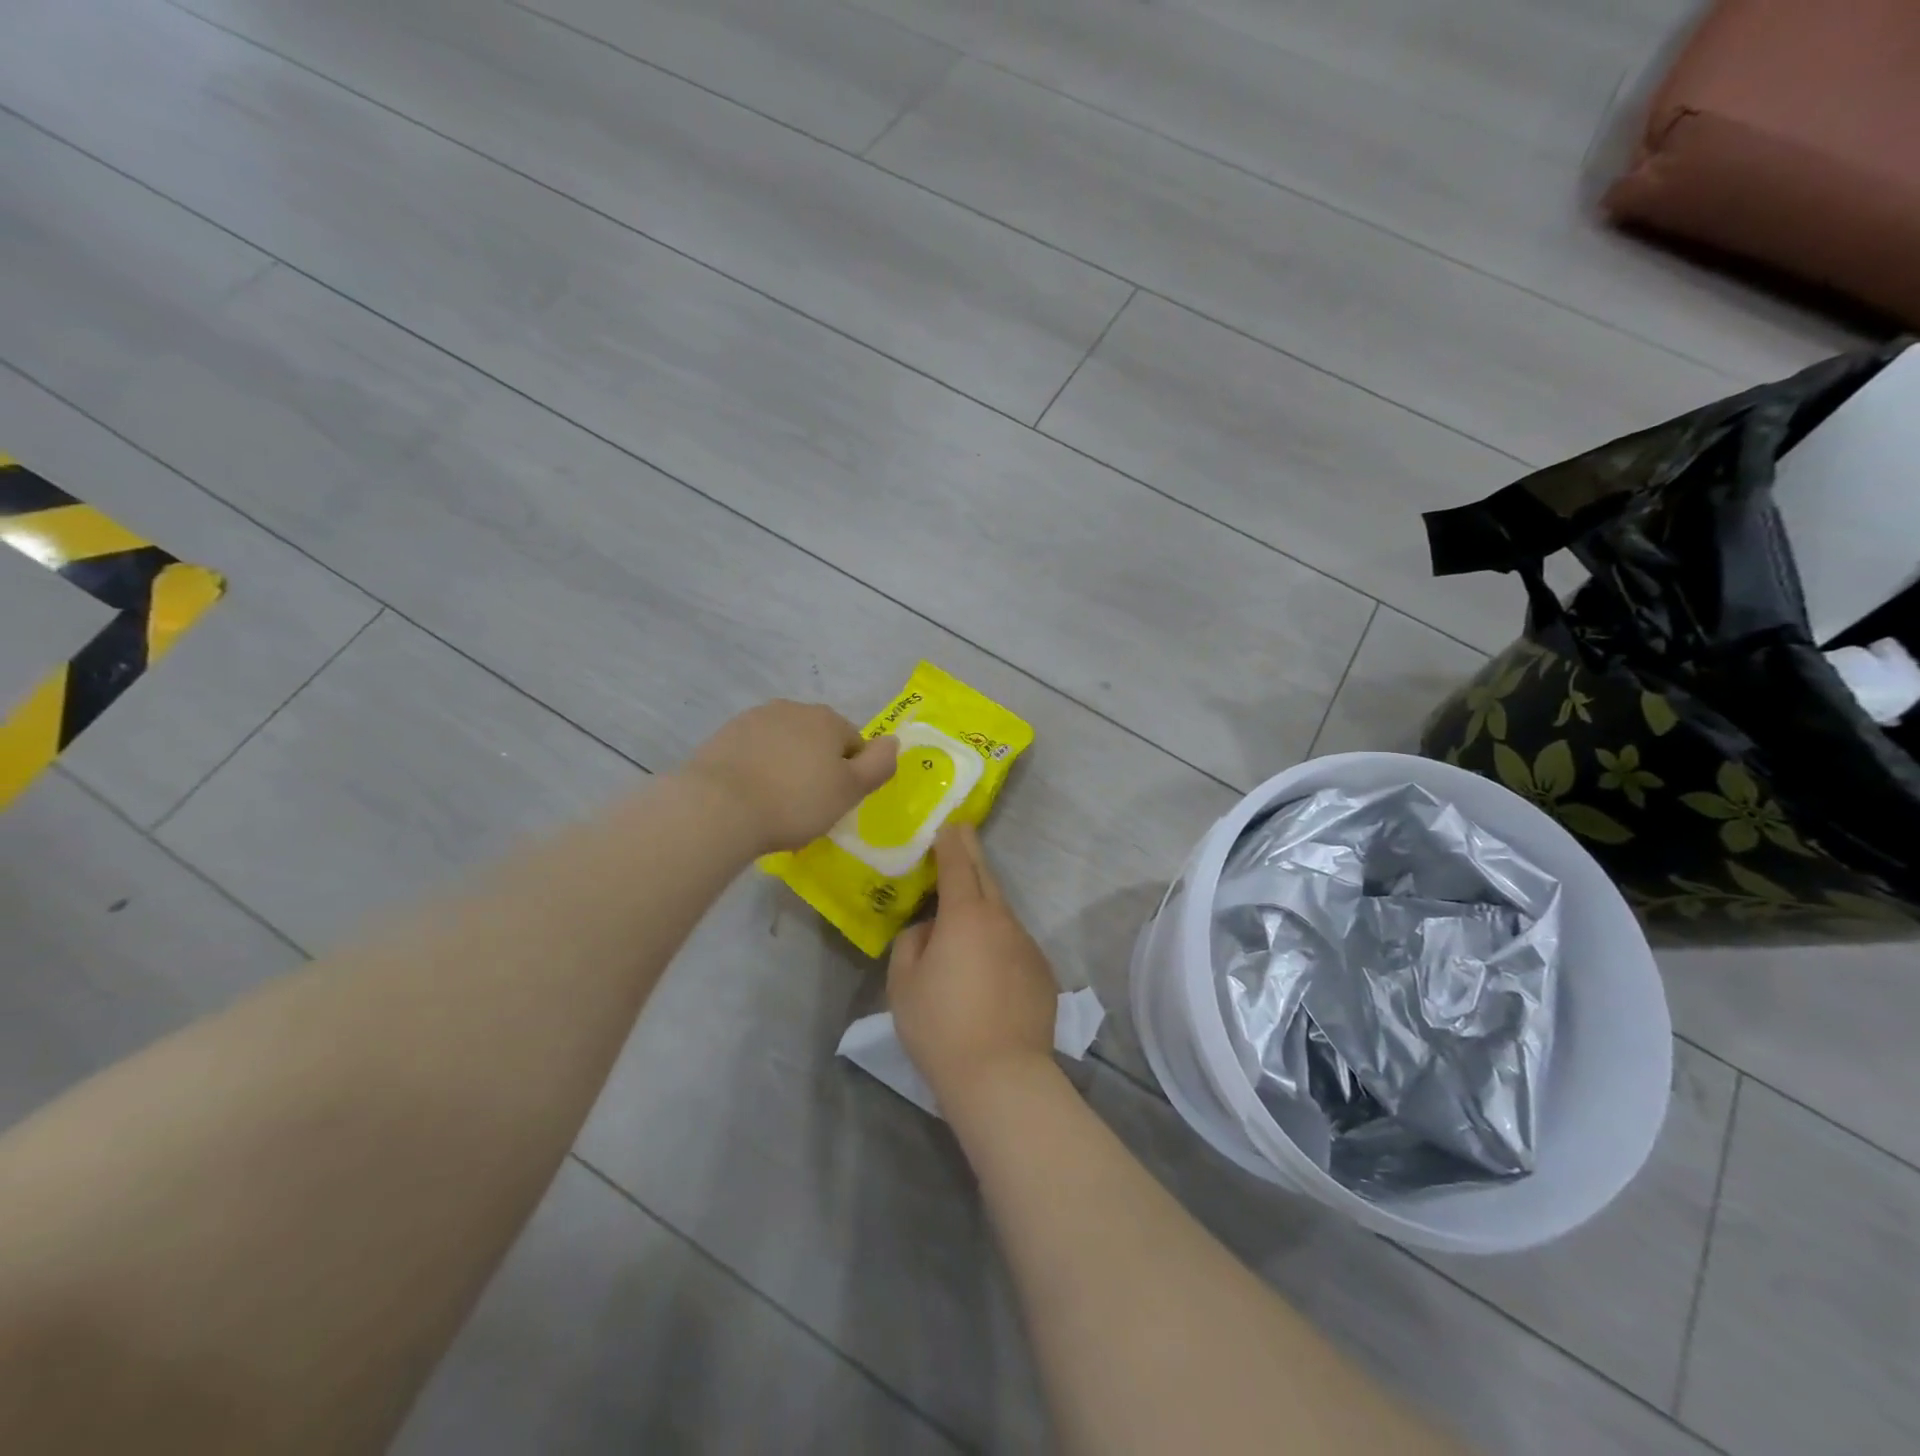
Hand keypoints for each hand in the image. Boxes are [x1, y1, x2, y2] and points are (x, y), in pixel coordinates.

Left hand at [684, 700, 898, 853]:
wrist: (718, 807)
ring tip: (776, 803)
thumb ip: (879, 765)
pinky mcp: (723, 736)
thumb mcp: (850, 790)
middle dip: (817, 767)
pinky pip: (754, 753)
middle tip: (808, 805)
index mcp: (827, 719)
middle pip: (817, 740)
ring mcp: (753, 719)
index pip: (854, 744)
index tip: (836, 802)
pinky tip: (751, 797)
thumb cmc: (795, 801)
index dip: (851, 775)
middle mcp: (792, 709)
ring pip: (784, 744)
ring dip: (786, 766)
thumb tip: (894, 741)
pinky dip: (758, 769)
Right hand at [889, 824, 1058, 1105]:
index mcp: (965, 916)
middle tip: (963, 837)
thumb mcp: (903, 984)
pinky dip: (1000, 944)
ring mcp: (1027, 946)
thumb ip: (913, 943)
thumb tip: (929, 929)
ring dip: (985, 906)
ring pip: (1002, 914)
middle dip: (972, 855)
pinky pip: (1015, 945)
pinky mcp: (1043, 973)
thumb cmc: (941, 1026)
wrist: (1001, 1075)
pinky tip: (988, 971)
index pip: (958, 865)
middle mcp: (1002, 920)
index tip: (950, 824)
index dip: (952, 842)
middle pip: (987, 878)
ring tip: (965, 921)